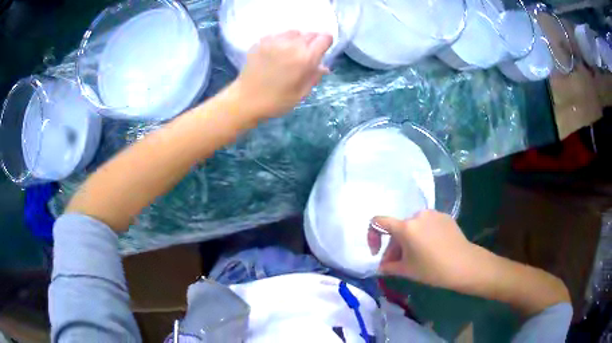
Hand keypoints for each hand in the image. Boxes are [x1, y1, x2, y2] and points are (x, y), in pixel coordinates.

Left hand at [233, 31, 332, 118]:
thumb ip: (315, 76)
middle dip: (312, 43)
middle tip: (306, 56)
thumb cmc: (276, 101)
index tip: (322, 51)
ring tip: (290, 53)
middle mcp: (292, 44)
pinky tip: (276, 53)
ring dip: (297, 40)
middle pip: (310, 33)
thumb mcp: (301, 93)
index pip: (324, 38)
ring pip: (294, 32)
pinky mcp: (261, 41)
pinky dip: (282, 41)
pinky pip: (278, 35)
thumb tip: (324, 67)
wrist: (245, 100)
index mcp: (305, 58)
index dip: (326, 44)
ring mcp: (275, 41)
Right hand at [369, 210, 479, 289]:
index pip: (378, 222)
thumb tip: (381, 266)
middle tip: (397, 264)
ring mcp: (433, 214)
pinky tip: (430, 250)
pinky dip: (422, 236)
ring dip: (408, 241)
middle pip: (398, 229)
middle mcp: (418, 215)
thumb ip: (389, 266)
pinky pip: (427, 225)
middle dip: (394, 246)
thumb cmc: (432, 269)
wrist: (464, 265)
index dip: (372, 237)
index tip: (377, 252)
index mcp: (406, 227)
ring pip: (412, 227)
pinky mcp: (444, 217)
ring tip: (415, 258)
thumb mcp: (407, 270)